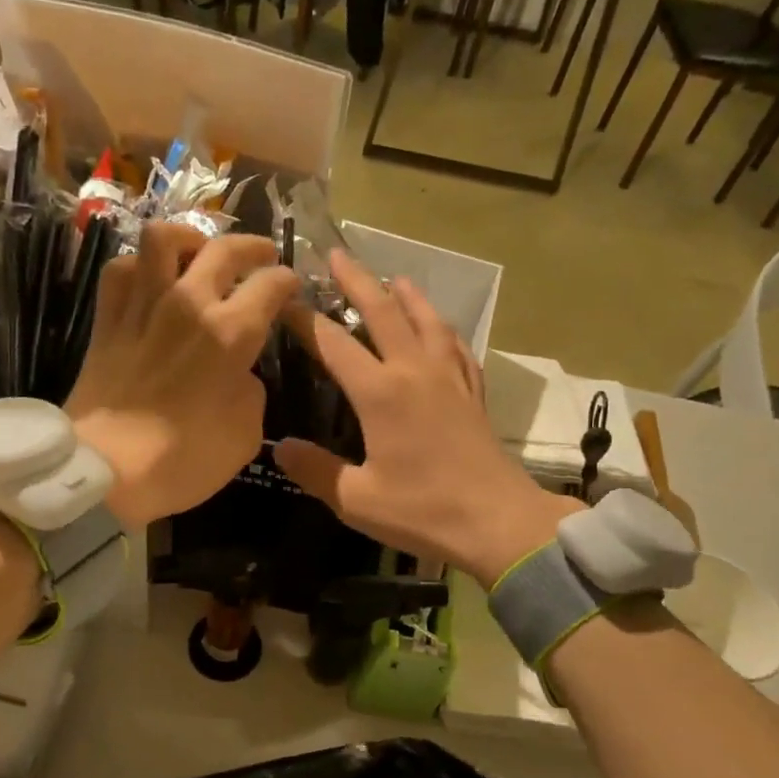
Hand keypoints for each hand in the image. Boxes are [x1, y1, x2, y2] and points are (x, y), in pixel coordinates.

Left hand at [67, 224, 298, 530]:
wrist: (107, 471)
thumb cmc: (184, 460)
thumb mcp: (245, 434)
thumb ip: (251, 390)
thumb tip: (240, 372)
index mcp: (231, 333)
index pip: (271, 284)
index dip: (287, 281)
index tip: (290, 288)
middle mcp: (189, 304)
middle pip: (224, 248)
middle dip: (252, 246)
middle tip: (262, 255)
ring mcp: (143, 306)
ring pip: (163, 238)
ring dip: (189, 238)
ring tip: (198, 251)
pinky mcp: (108, 320)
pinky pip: (121, 269)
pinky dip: (139, 265)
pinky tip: (150, 278)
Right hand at [275, 250, 580, 587]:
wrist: (498, 522)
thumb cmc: (423, 511)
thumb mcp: (357, 499)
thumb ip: (315, 470)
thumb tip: (280, 447)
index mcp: (380, 393)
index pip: (333, 343)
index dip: (305, 319)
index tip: (284, 300)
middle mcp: (415, 372)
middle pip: (383, 312)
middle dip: (356, 280)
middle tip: (335, 254)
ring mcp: (450, 378)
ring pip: (426, 321)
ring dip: (406, 295)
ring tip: (394, 278)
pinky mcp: (473, 393)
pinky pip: (457, 347)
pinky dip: (443, 329)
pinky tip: (441, 329)